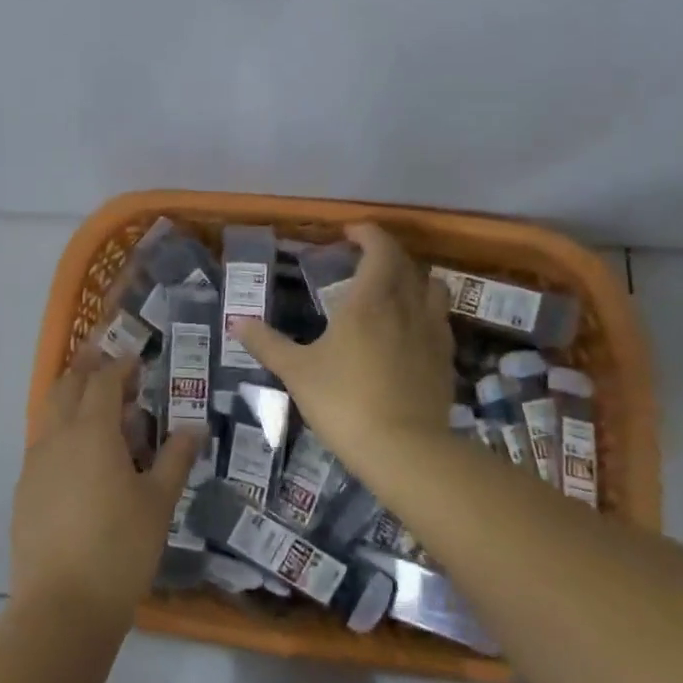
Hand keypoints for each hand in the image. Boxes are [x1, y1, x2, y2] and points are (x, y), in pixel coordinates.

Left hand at [12, 352, 202, 624]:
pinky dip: (62, 432)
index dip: (121, 365)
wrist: (61, 608)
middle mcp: (57, 436)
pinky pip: (43, 443)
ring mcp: (35, 463)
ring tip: (99, 408)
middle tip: (111, 365)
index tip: (137, 360)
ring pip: (50, 412)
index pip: (104, 380)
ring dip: (73, 399)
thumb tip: (195, 427)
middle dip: (88, 368)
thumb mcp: (158, 503)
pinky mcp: (24, 489)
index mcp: (92, 431)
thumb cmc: (120, 549)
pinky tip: (80, 457)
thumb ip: (175, 458)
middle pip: (68, 385)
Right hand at [238, 223, 454, 476]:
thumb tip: (236, 322)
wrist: (404, 450)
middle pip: (407, 264)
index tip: (350, 232)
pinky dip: (425, 313)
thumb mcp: (297, 372)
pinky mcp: (446, 361)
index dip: (368, 233)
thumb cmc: (344, 402)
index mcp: (370, 300)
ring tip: (393, 291)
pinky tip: (409, 332)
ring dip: (414, 280)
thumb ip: (267, 343)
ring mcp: (432, 333)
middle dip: (387, 254)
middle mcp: (407, 307)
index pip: (380, 249)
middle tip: (363, 261)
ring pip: (433, 289)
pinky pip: (440, 321)